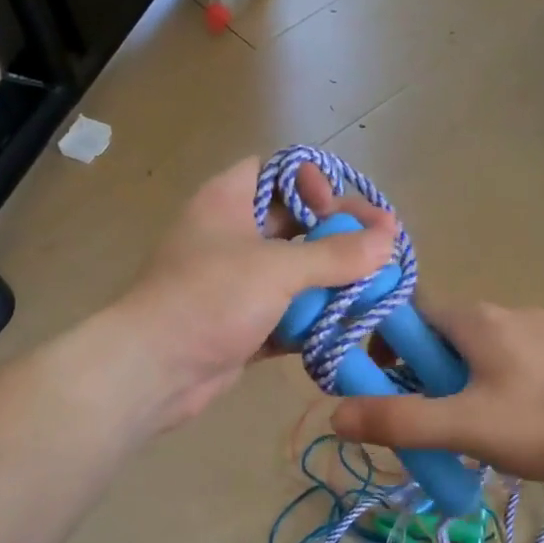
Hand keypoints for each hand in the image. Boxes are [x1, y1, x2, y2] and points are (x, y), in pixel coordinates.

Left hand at [116, 156, 397, 428]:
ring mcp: (237, 284)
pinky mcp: (244, 324)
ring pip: (295, 273)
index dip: (312, 182)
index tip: (336, 209)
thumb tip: (389, 239)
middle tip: (381, 252)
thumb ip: (336, 255)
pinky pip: (288, 313)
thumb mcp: (277, 269)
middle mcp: (232, 237)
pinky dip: (314, 320)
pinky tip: (348, 327)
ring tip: (375, 292)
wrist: (154, 370)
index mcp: (228, 201)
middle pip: (295, 225)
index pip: (277, 172)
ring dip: (332, 282)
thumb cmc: (210, 299)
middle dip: (337, 237)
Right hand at [330, 303, 543, 487]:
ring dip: (460, 381)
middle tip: (423, 417)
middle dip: (423, 371)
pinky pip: (515, 362)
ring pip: (481, 350)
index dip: (386, 343)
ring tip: (467, 429)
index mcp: (476, 318)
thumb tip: (335, 415)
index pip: (412, 313)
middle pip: (445, 334)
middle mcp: (508, 312)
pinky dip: (497, 385)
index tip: (379, 382)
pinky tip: (515, 425)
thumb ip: (399, 421)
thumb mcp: (465, 427)